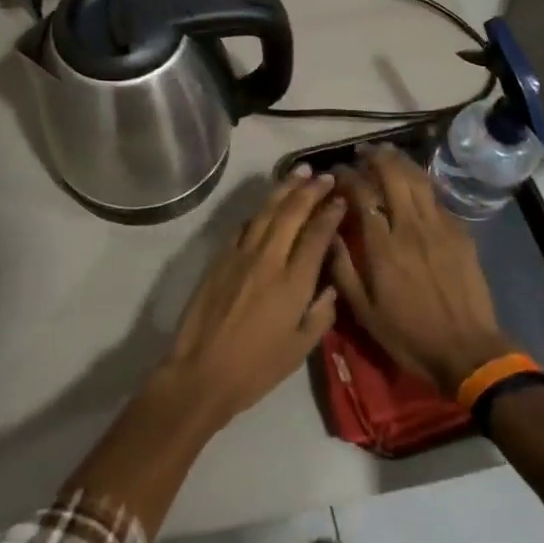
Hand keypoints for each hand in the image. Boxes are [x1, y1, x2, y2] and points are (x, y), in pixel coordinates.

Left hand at [157, 168, 345, 430]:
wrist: (202, 371)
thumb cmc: (256, 368)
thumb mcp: (300, 349)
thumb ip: (321, 313)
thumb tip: (332, 285)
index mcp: (293, 282)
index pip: (316, 235)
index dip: (330, 213)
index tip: (341, 199)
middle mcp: (269, 259)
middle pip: (292, 213)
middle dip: (310, 190)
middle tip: (325, 175)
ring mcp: (240, 254)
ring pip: (266, 211)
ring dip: (284, 189)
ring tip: (299, 172)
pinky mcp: (219, 257)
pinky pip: (243, 225)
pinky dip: (258, 211)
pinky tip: (266, 205)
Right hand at [330, 146, 514, 394]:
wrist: (467, 351)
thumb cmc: (409, 335)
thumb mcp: (364, 312)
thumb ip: (342, 269)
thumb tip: (328, 233)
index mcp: (383, 246)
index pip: (362, 194)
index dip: (346, 176)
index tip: (335, 171)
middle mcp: (411, 227)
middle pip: (393, 175)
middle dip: (375, 157)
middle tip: (361, 152)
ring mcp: (439, 227)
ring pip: (418, 179)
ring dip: (400, 161)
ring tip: (386, 153)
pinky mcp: (460, 233)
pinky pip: (437, 198)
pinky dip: (421, 183)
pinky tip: (414, 182)